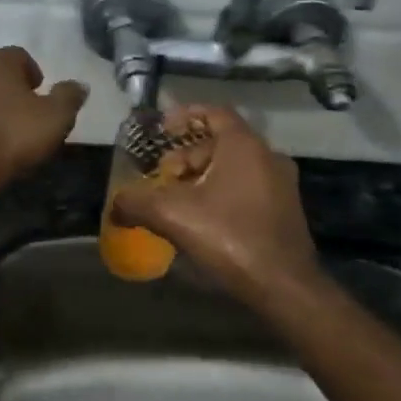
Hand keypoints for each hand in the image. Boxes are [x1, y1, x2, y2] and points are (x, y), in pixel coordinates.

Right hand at [112, 105, 322, 300]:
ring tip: (176, 200)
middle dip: (187, 157)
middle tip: (163, 175)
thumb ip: (136, 203)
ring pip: (234, 168)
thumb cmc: (229, 237)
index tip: (162, 130)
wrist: (284, 287)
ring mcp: (281, 185)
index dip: (185, 117)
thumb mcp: (172, 215)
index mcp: (244, 146)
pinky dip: (221, 193)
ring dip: (202, 177)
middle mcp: (268, 157)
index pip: (214, 113)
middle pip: (220, 143)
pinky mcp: (285, 211)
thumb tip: (115, 206)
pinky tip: (201, 220)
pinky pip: (247, 188)